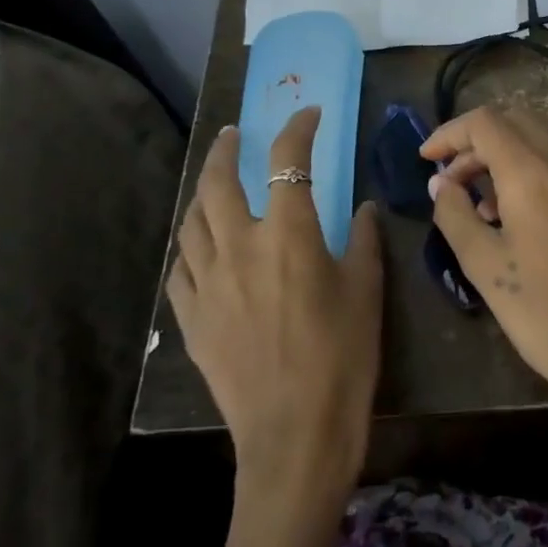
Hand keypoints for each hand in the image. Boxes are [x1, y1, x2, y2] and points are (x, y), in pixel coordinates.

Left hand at [167, 108, 382, 509]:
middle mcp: (240, 247)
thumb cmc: (344, 356)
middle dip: (227, 149)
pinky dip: (191, 244)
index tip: (309, 114)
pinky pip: (181, 267)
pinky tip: (201, 245)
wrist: (296, 431)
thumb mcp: (366, 291)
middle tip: (236, 133)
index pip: (289, 161)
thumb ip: (362, 241)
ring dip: (204, 192)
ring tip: (215, 182)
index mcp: (289, 235)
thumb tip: (361, 209)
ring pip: (192, 221)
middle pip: (220, 182)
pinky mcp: (192, 318)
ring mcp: (208, 283)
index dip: (298, 129)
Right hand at [422, 106, 547, 460]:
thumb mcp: (485, 267)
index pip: (485, 122)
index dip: (449, 133)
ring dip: (509, 162)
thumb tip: (441, 183)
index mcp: (535, 175)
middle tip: (454, 182)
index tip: (427, 159)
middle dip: (478, 143)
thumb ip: (455, 215)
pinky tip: (529, 226)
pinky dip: (539, 180)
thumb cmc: (545, 316)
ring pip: (546, 149)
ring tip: (487, 211)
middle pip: (518, 124)